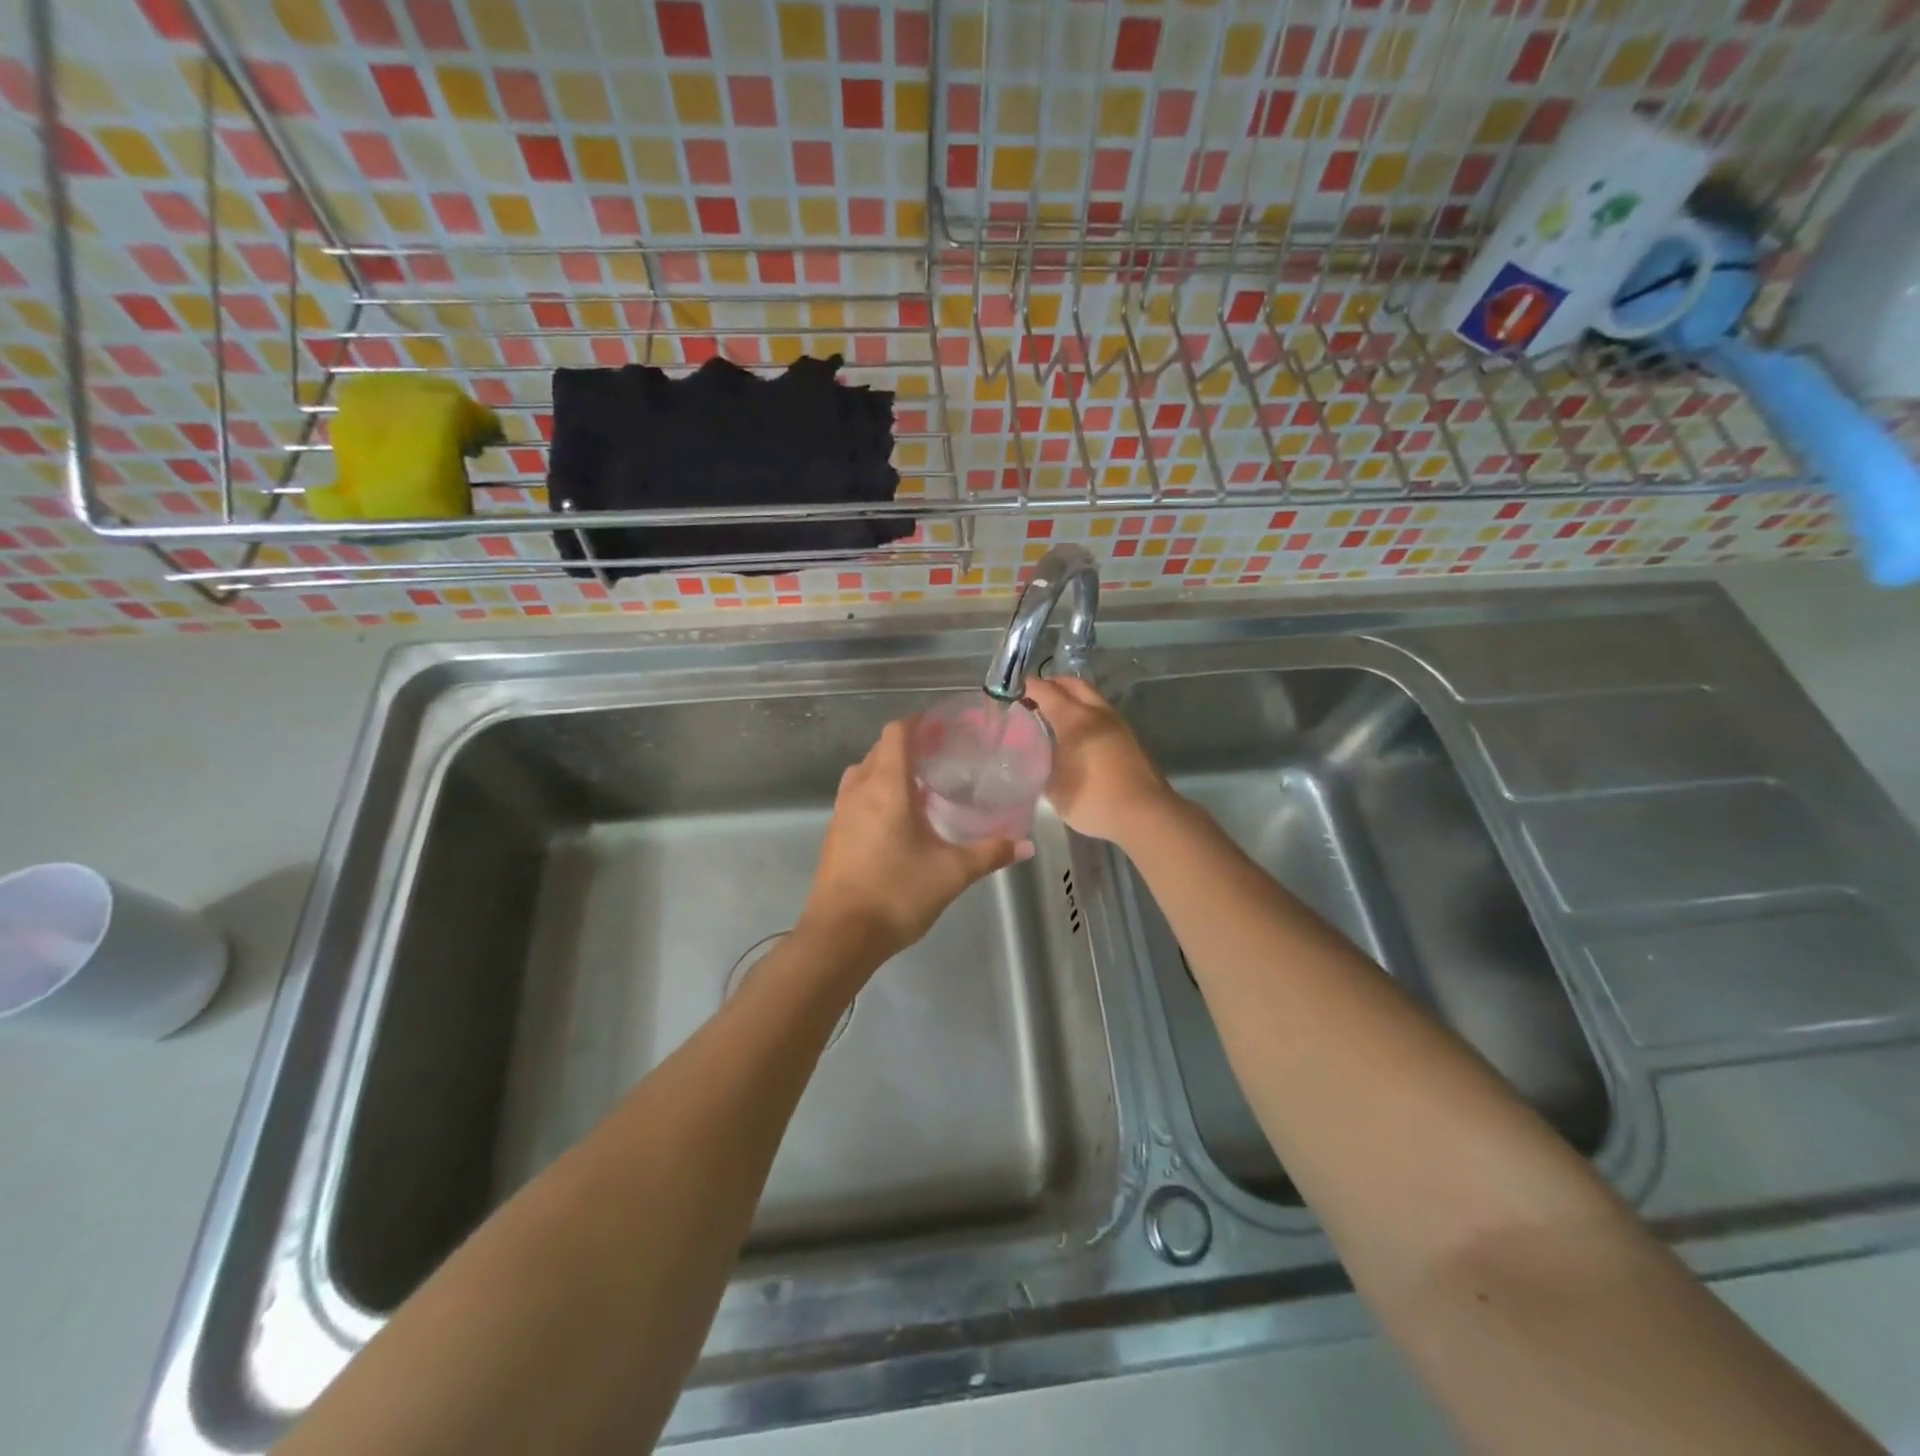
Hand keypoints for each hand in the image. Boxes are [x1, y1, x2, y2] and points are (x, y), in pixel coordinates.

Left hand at [800, 719, 1028, 969]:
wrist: (840, 936)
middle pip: (881, 749)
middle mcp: (859, 790)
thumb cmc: (896, 894)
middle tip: (943, 755)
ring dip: (890, 768)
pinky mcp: (835, 834)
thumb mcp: (950, 873)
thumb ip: (989, 853)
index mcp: (886, 787)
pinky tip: (899, 817)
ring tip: (922, 784)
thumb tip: (1026, 845)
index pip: (896, 733)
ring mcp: (841, 812)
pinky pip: (856, 795)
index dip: (919, 722)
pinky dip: (877, 791)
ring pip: (865, 772)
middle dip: (909, 744)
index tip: (945, 726)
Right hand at [1024, 677, 1177, 846]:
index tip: (1009, 692)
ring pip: (1091, 697)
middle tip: (1032, 700)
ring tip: (1053, 717)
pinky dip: (1085, 713)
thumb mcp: (1054, 789)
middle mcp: (1097, 713)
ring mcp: (1117, 723)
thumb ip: (1039, 766)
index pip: (1046, 690)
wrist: (1146, 814)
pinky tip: (1076, 735)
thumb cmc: (1094, 800)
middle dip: (1051, 685)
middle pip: (1072, 684)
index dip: (1026, 687)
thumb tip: (1031, 756)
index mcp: (1075, 719)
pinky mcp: (1129, 737)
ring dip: (1071, 698)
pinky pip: (1101, 713)